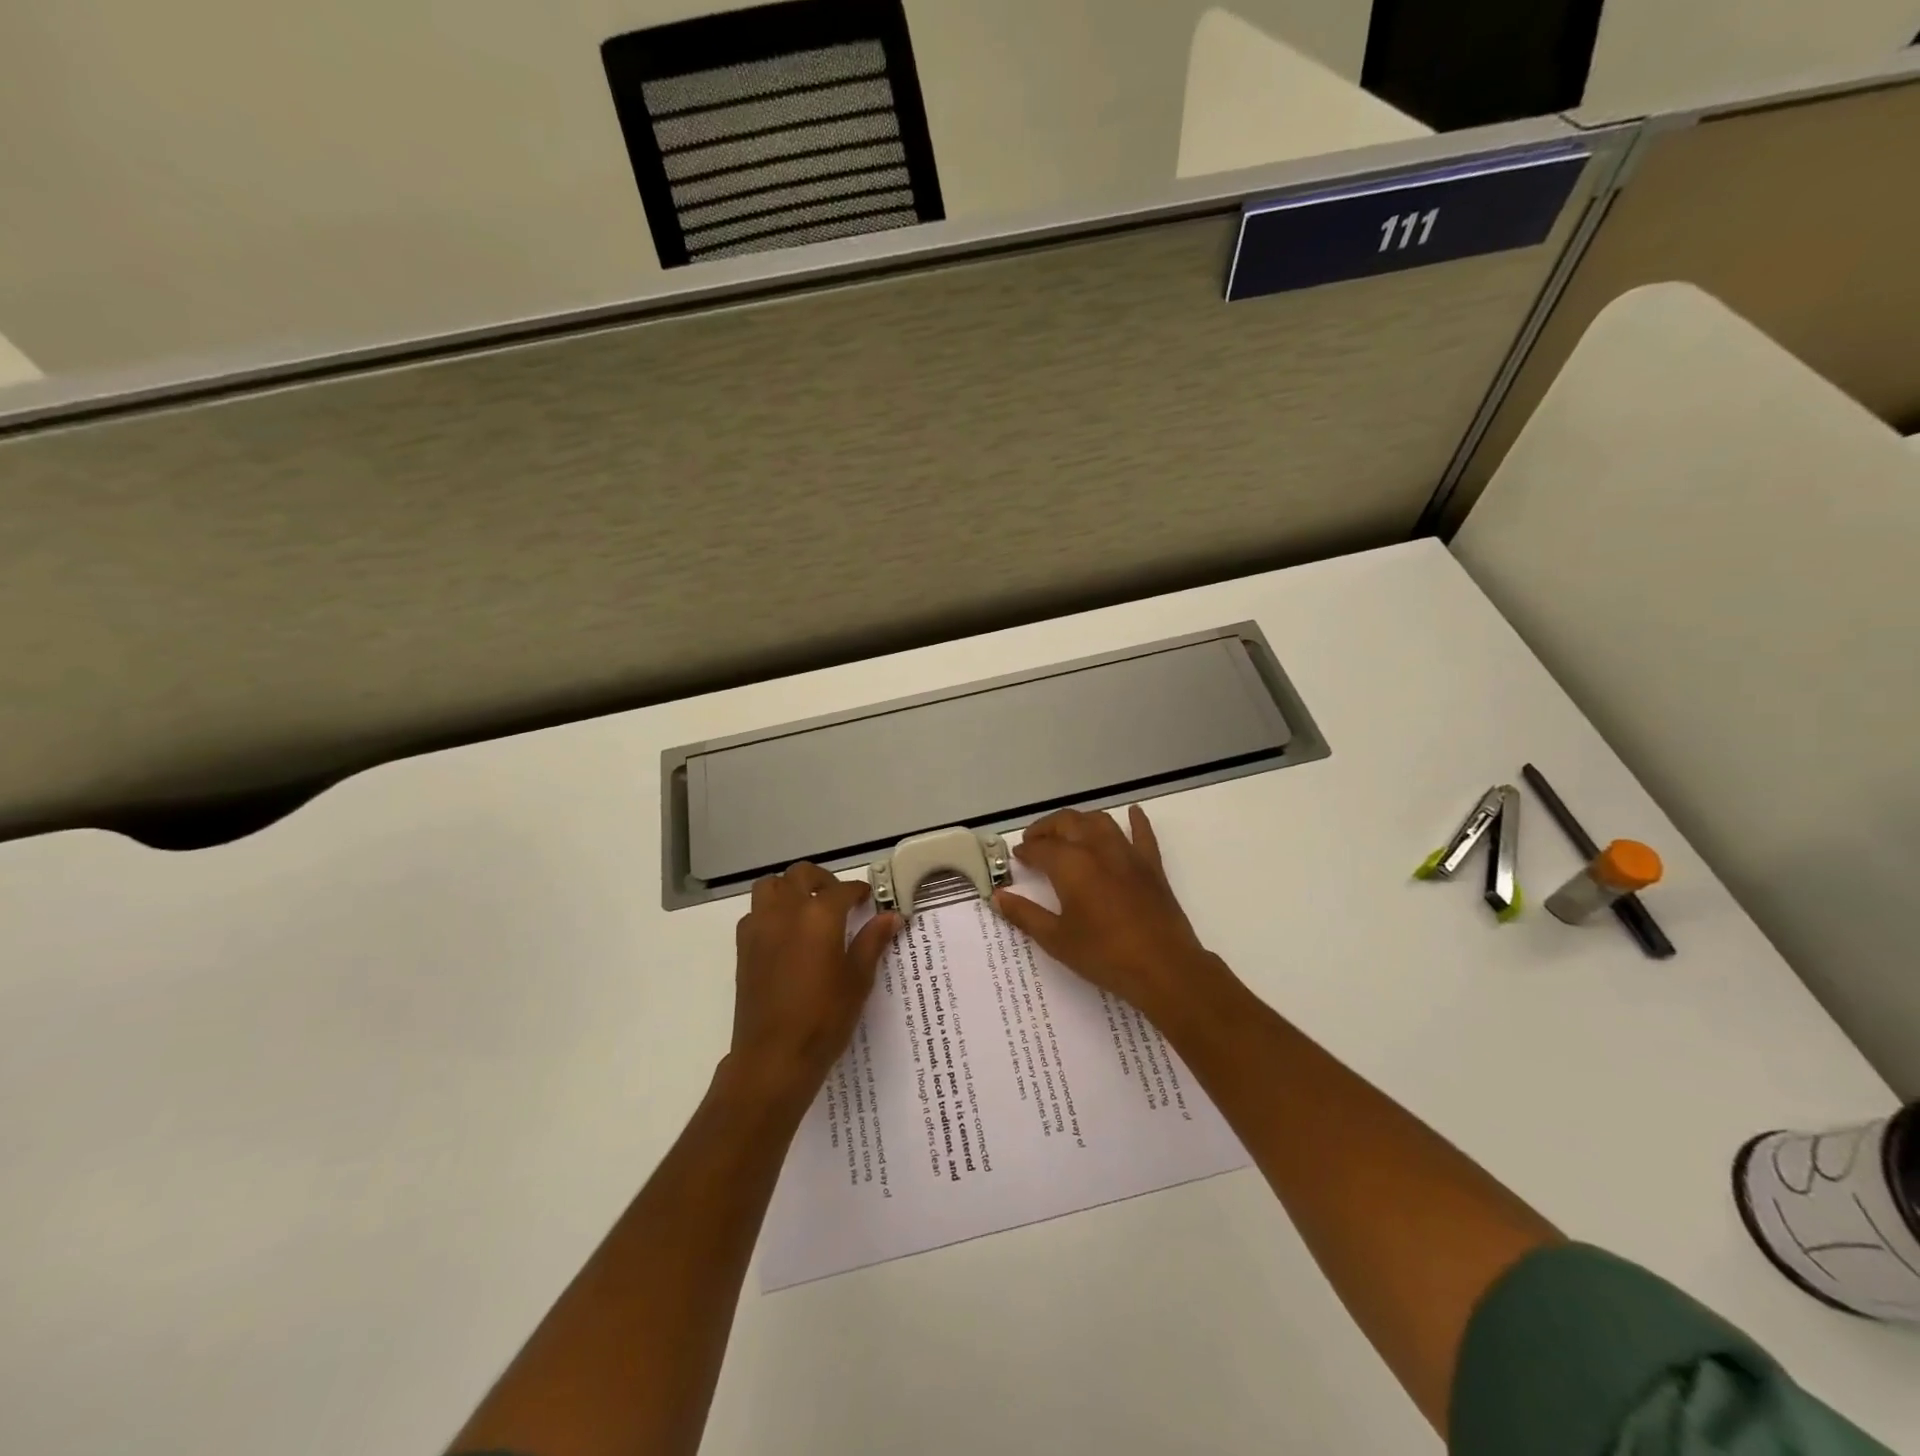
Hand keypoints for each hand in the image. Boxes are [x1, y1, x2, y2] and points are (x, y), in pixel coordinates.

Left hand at [728, 863, 900, 1097]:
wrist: (774, 1056)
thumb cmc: (824, 1018)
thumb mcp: (858, 979)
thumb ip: (872, 941)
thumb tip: (890, 917)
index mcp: (819, 915)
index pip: (842, 889)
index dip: (858, 892)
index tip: (868, 901)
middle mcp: (786, 911)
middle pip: (801, 875)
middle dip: (822, 880)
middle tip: (838, 899)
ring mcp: (760, 926)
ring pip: (771, 886)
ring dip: (790, 888)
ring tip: (807, 908)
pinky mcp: (743, 946)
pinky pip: (756, 912)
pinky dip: (771, 910)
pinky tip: (785, 934)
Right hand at [992, 806, 1237, 1026]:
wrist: (1163, 967)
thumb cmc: (1104, 955)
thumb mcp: (1056, 939)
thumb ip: (1025, 915)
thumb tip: (998, 897)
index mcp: (1071, 865)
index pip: (1041, 848)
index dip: (1027, 850)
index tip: (1018, 856)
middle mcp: (1097, 849)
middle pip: (1068, 823)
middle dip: (1047, 828)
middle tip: (1035, 841)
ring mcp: (1127, 854)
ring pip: (1100, 822)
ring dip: (1080, 821)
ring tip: (1068, 832)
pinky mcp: (1151, 865)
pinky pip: (1142, 834)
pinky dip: (1135, 821)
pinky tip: (1132, 813)